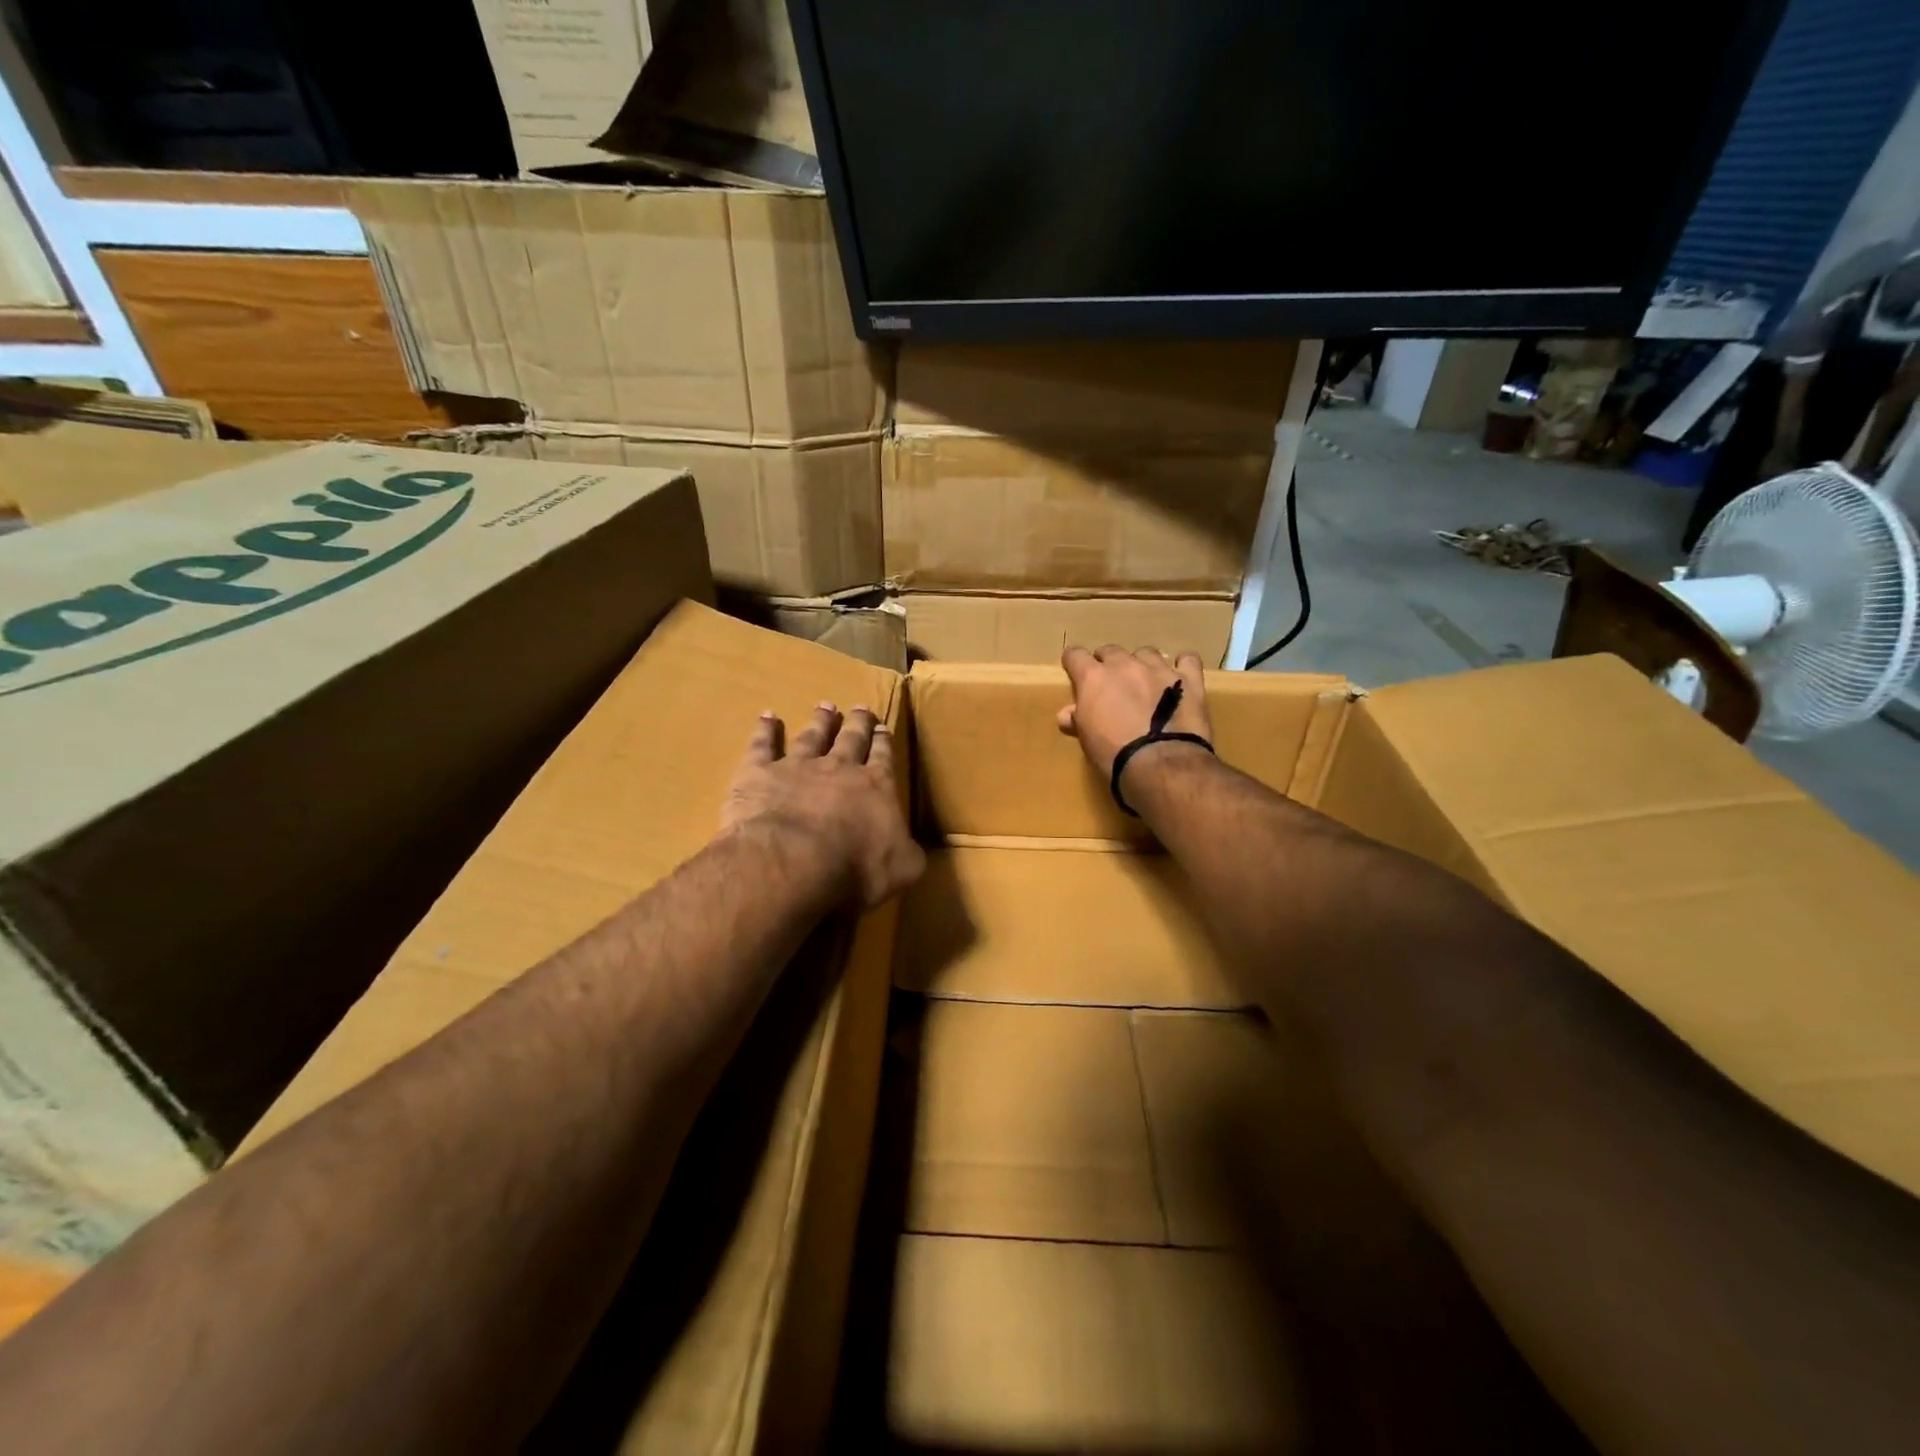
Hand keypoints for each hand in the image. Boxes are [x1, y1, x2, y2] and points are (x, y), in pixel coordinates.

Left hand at [722, 703, 924, 908]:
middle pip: (851, 738)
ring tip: (825, 706)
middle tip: (860, 708)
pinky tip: (766, 716)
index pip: (883, 758)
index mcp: (876, 787)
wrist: (792, 861)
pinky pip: (762, 745)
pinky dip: (764, 729)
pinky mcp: (759, 773)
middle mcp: (839, 768)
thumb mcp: (902, 869)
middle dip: (857, 723)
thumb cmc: (854, 868)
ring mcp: (797, 766)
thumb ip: (909, 854)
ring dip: (820, 721)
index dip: (884, 743)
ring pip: (811, 736)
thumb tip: (912, 850)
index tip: (883, 728)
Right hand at [1057, 645, 1212, 782]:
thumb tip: (1066, 714)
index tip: (1076, 672)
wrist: (1159, 763)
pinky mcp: (1188, 679)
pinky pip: (1187, 659)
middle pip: (1111, 650)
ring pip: (1146, 653)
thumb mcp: (1087, 740)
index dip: (1074, 663)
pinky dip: (1182, 666)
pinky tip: (1179, 678)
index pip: (1075, 655)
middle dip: (1108, 664)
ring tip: (1146, 683)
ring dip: (1142, 664)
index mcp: (1093, 678)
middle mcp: (1124, 664)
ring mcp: (1158, 668)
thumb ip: (1078, 719)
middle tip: (1112, 685)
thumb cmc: (1113, 755)